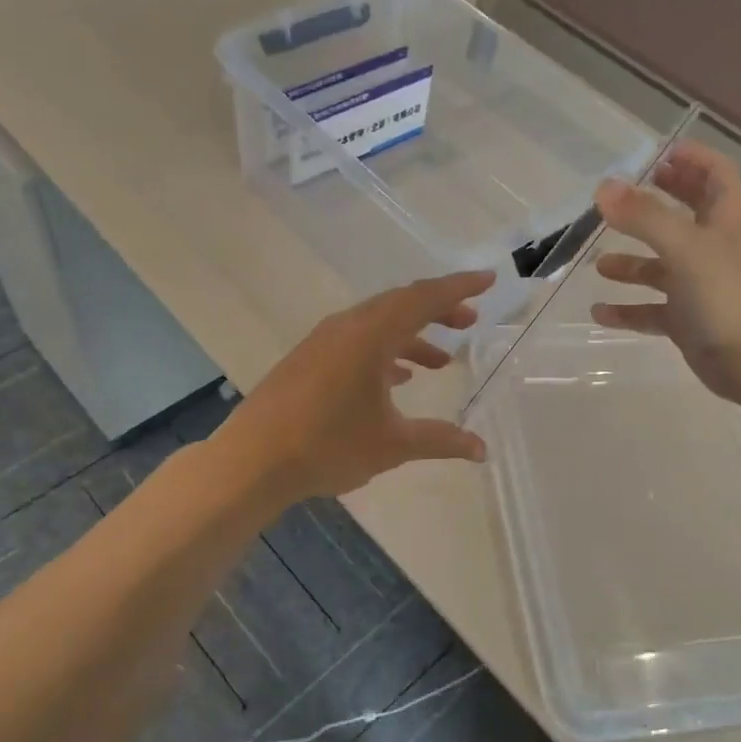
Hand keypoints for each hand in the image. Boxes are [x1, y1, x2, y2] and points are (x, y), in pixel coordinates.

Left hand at [218, 271, 493, 503]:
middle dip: (438, 310)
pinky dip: (384, 352)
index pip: (424, 298)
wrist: (252, 461)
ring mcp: (323, 342)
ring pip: (378, 325)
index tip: (488, 280)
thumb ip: (440, 441)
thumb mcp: (392, 444)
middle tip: (469, 320)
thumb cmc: (327, 446)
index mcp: (371, 335)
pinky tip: (396, 379)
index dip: (459, 288)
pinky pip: (357, 342)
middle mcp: (347, 327)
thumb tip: (481, 450)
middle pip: (401, 305)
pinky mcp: (308, 360)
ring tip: (441, 360)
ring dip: (411, 336)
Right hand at [591, 141, 740, 400]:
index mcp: (726, 221)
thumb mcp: (683, 247)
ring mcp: (701, 286)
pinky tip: (599, 312)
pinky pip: (652, 310)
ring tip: (599, 263)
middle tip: (624, 196)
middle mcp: (715, 249)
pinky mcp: (689, 320)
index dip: (693, 159)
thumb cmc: (724, 295)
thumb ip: (643, 216)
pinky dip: (627, 309)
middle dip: (658, 202)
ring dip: (632, 261)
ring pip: (663, 266)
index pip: (717, 175)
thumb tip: (603, 188)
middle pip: (688, 214)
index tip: (659, 153)